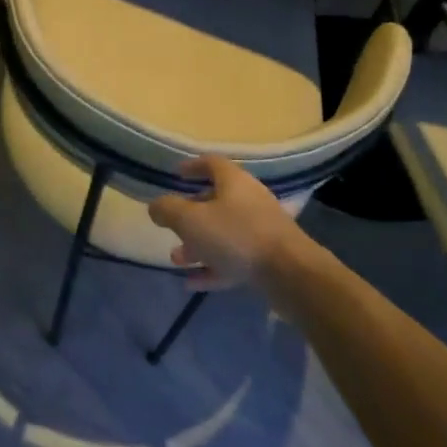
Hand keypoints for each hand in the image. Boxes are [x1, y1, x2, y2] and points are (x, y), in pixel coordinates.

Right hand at [148, 155, 302, 289]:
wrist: (290, 274)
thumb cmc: (236, 236)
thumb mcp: (190, 220)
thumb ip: (167, 210)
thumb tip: (156, 206)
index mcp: (234, 182)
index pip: (212, 163)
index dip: (192, 166)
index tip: (175, 175)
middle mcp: (250, 201)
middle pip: (216, 201)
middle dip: (190, 215)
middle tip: (171, 226)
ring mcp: (261, 230)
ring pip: (223, 233)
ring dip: (198, 244)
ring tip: (177, 259)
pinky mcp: (268, 258)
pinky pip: (234, 259)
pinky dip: (213, 267)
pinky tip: (192, 283)